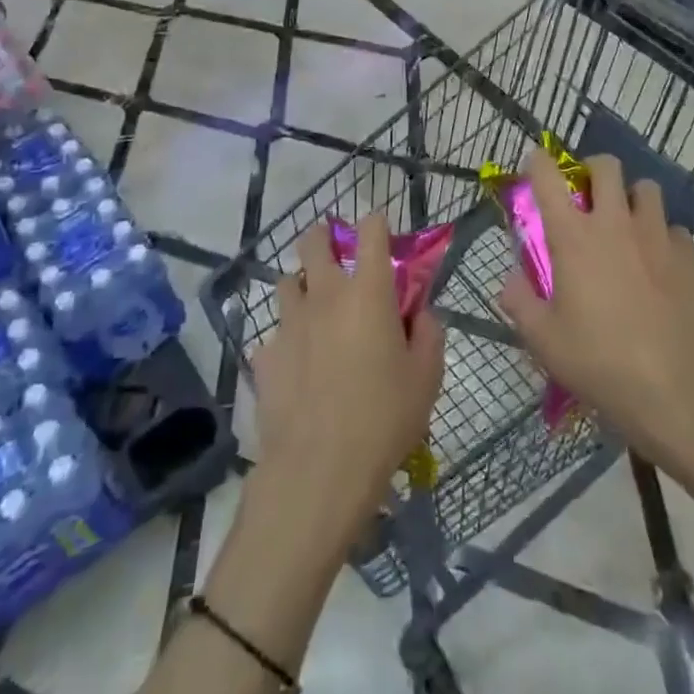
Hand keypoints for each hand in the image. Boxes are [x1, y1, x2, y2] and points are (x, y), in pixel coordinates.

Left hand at [250, 213, 444, 548]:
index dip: (376, 223)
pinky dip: (287, 339)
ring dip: (301, 286)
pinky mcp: (264, 355)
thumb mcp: (426, 378)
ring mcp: (288, 323)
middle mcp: (324, 294)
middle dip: (323, 237)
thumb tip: (421, 313)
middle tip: (335, 253)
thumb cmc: (384, 418)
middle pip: (314, 241)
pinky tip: (297, 367)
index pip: (371, 231)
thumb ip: (429, 334)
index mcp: (368, 292)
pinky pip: (274, 333)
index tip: (380, 230)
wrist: (318, 470)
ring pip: (286, 282)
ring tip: (315, 310)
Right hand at [498, 150, 693, 481]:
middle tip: (586, 196)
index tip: (536, 164)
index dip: (539, 162)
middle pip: (606, 167)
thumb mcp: (542, 339)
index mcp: (573, 237)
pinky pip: (674, 229)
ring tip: (627, 225)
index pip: (548, 178)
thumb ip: (519, 302)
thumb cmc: (598, 361)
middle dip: (592, 171)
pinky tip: (659, 263)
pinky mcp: (688, 257)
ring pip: (647, 189)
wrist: (674, 388)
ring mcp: (656, 236)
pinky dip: (663, 237)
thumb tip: (509, 280)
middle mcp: (614, 223)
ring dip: (632, 199)